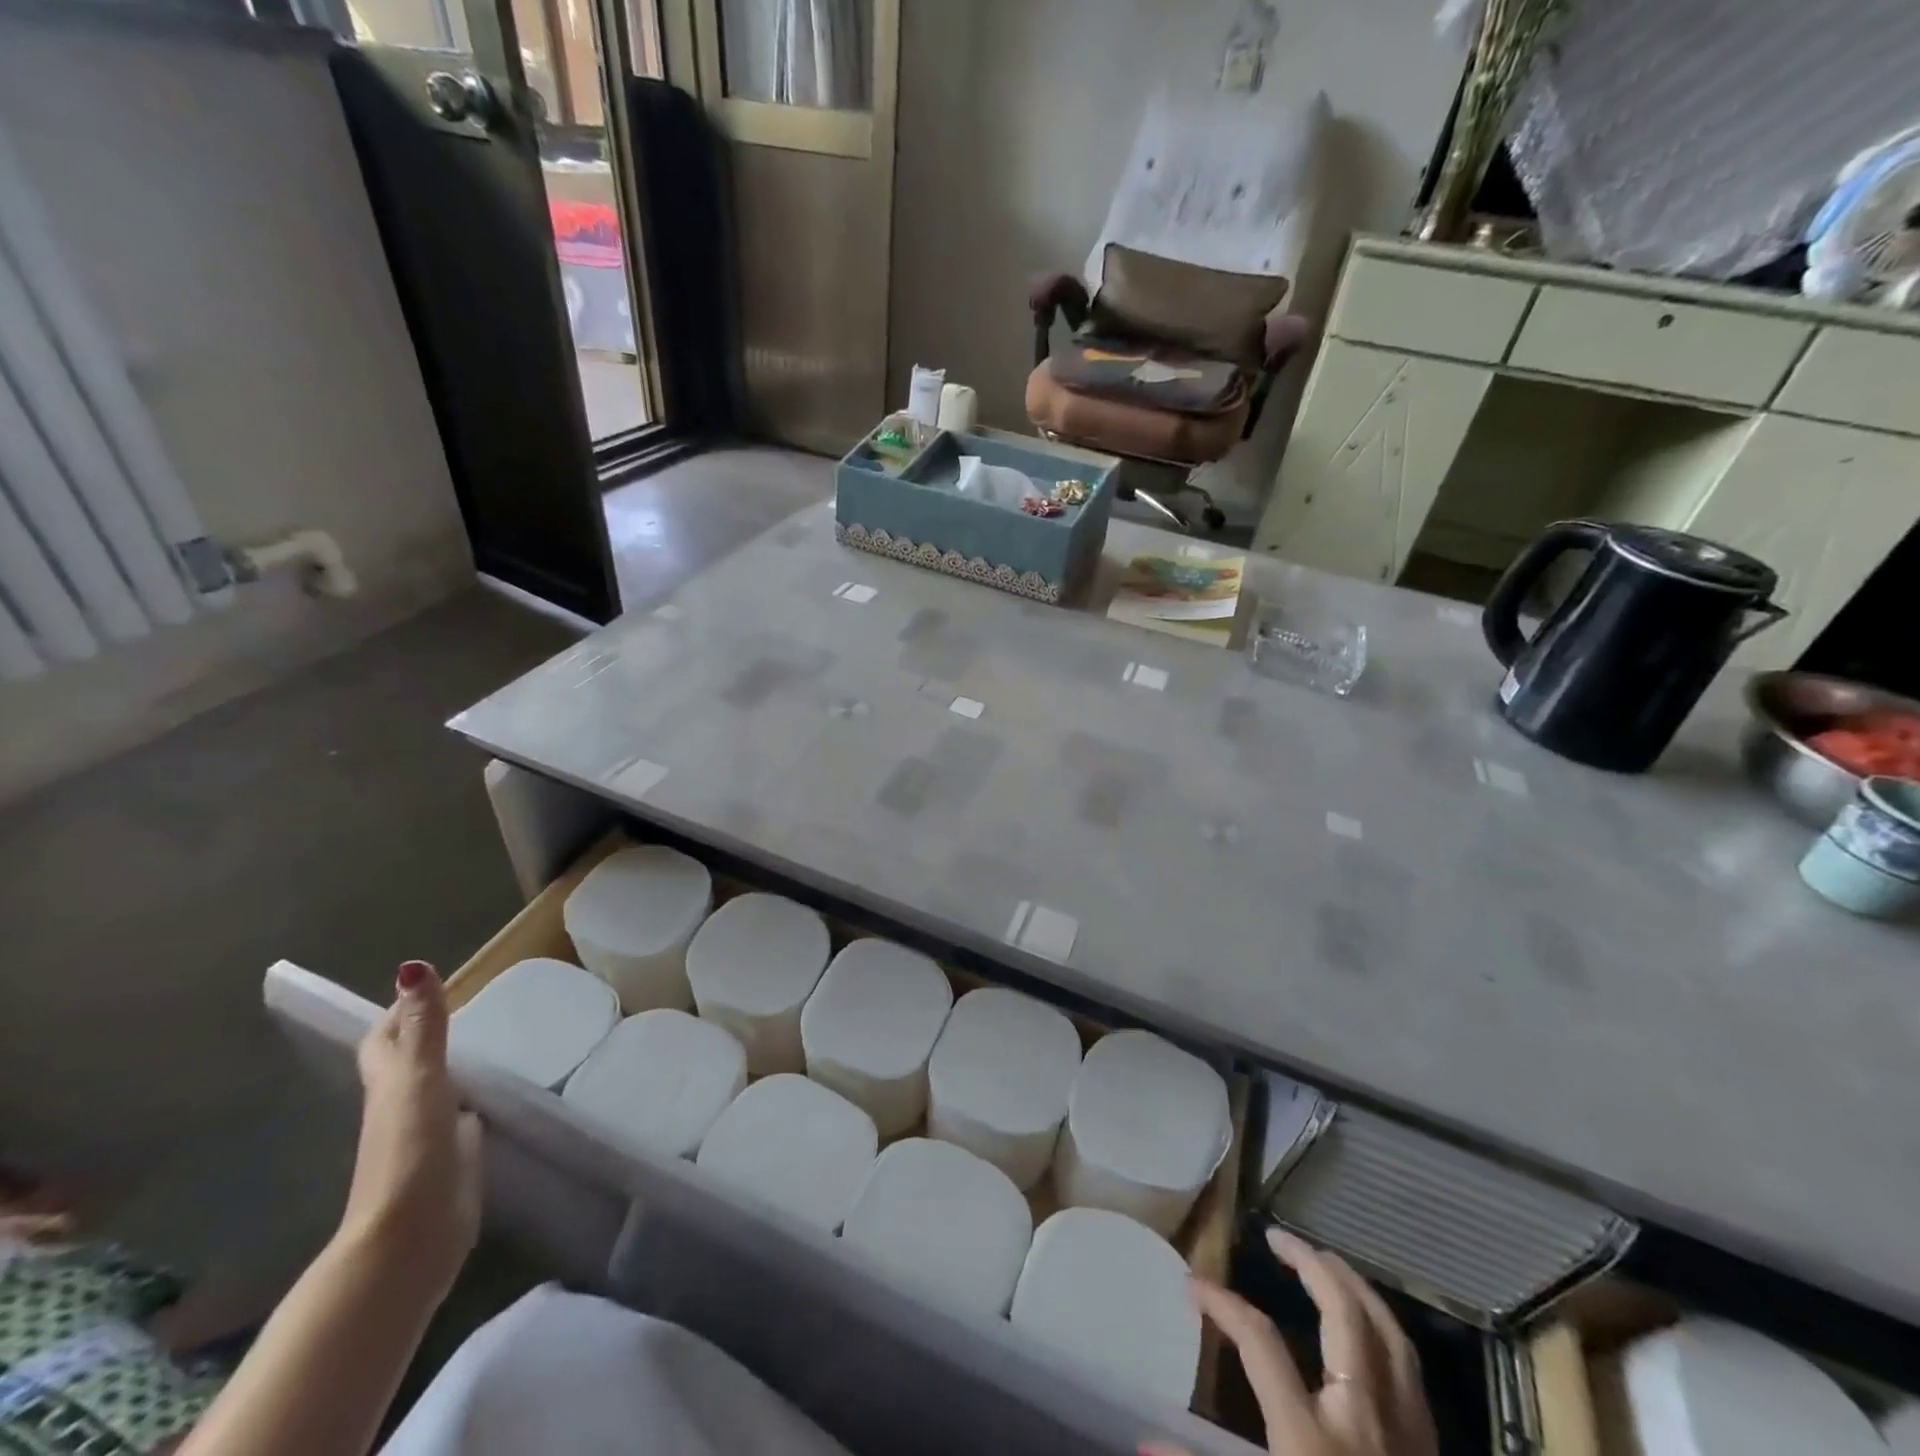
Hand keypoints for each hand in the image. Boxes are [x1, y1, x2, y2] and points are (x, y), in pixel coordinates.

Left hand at [335, 962, 481, 1301]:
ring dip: (458, 1067)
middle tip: (472, 1007)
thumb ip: (423, 1026)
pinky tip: (504, 1092)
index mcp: (388, 1085)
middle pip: (409, 1063)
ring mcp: (429, 1134)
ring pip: (440, 1089)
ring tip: (497, 1040)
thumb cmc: (410, 1149)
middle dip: (430, 1035)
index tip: (428, 985)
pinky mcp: (456, 1158)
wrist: (412, 1235)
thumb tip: (411, 966)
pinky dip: (479, 1100)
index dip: (399, 1012)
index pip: (384, 1039)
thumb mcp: (418, 1078)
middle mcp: (403, 1106)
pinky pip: (466, 1117)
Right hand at [1145, 1228, 1437, 1455]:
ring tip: (1326, 1258)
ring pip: (1389, 1336)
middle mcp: (1363, 1423)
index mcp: (1312, 1441)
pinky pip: (1411, 1373)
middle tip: (1277, 1236)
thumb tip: (1143, 1440)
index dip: (1223, 1303)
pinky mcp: (1429, 1455)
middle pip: (1343, 1317)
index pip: (1261, 1342)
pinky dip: (1387, 1332)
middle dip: (1309, 1265)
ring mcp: (1406, 1438)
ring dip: (1355, 1286)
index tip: (1193, 1284)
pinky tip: (1371, 1325)